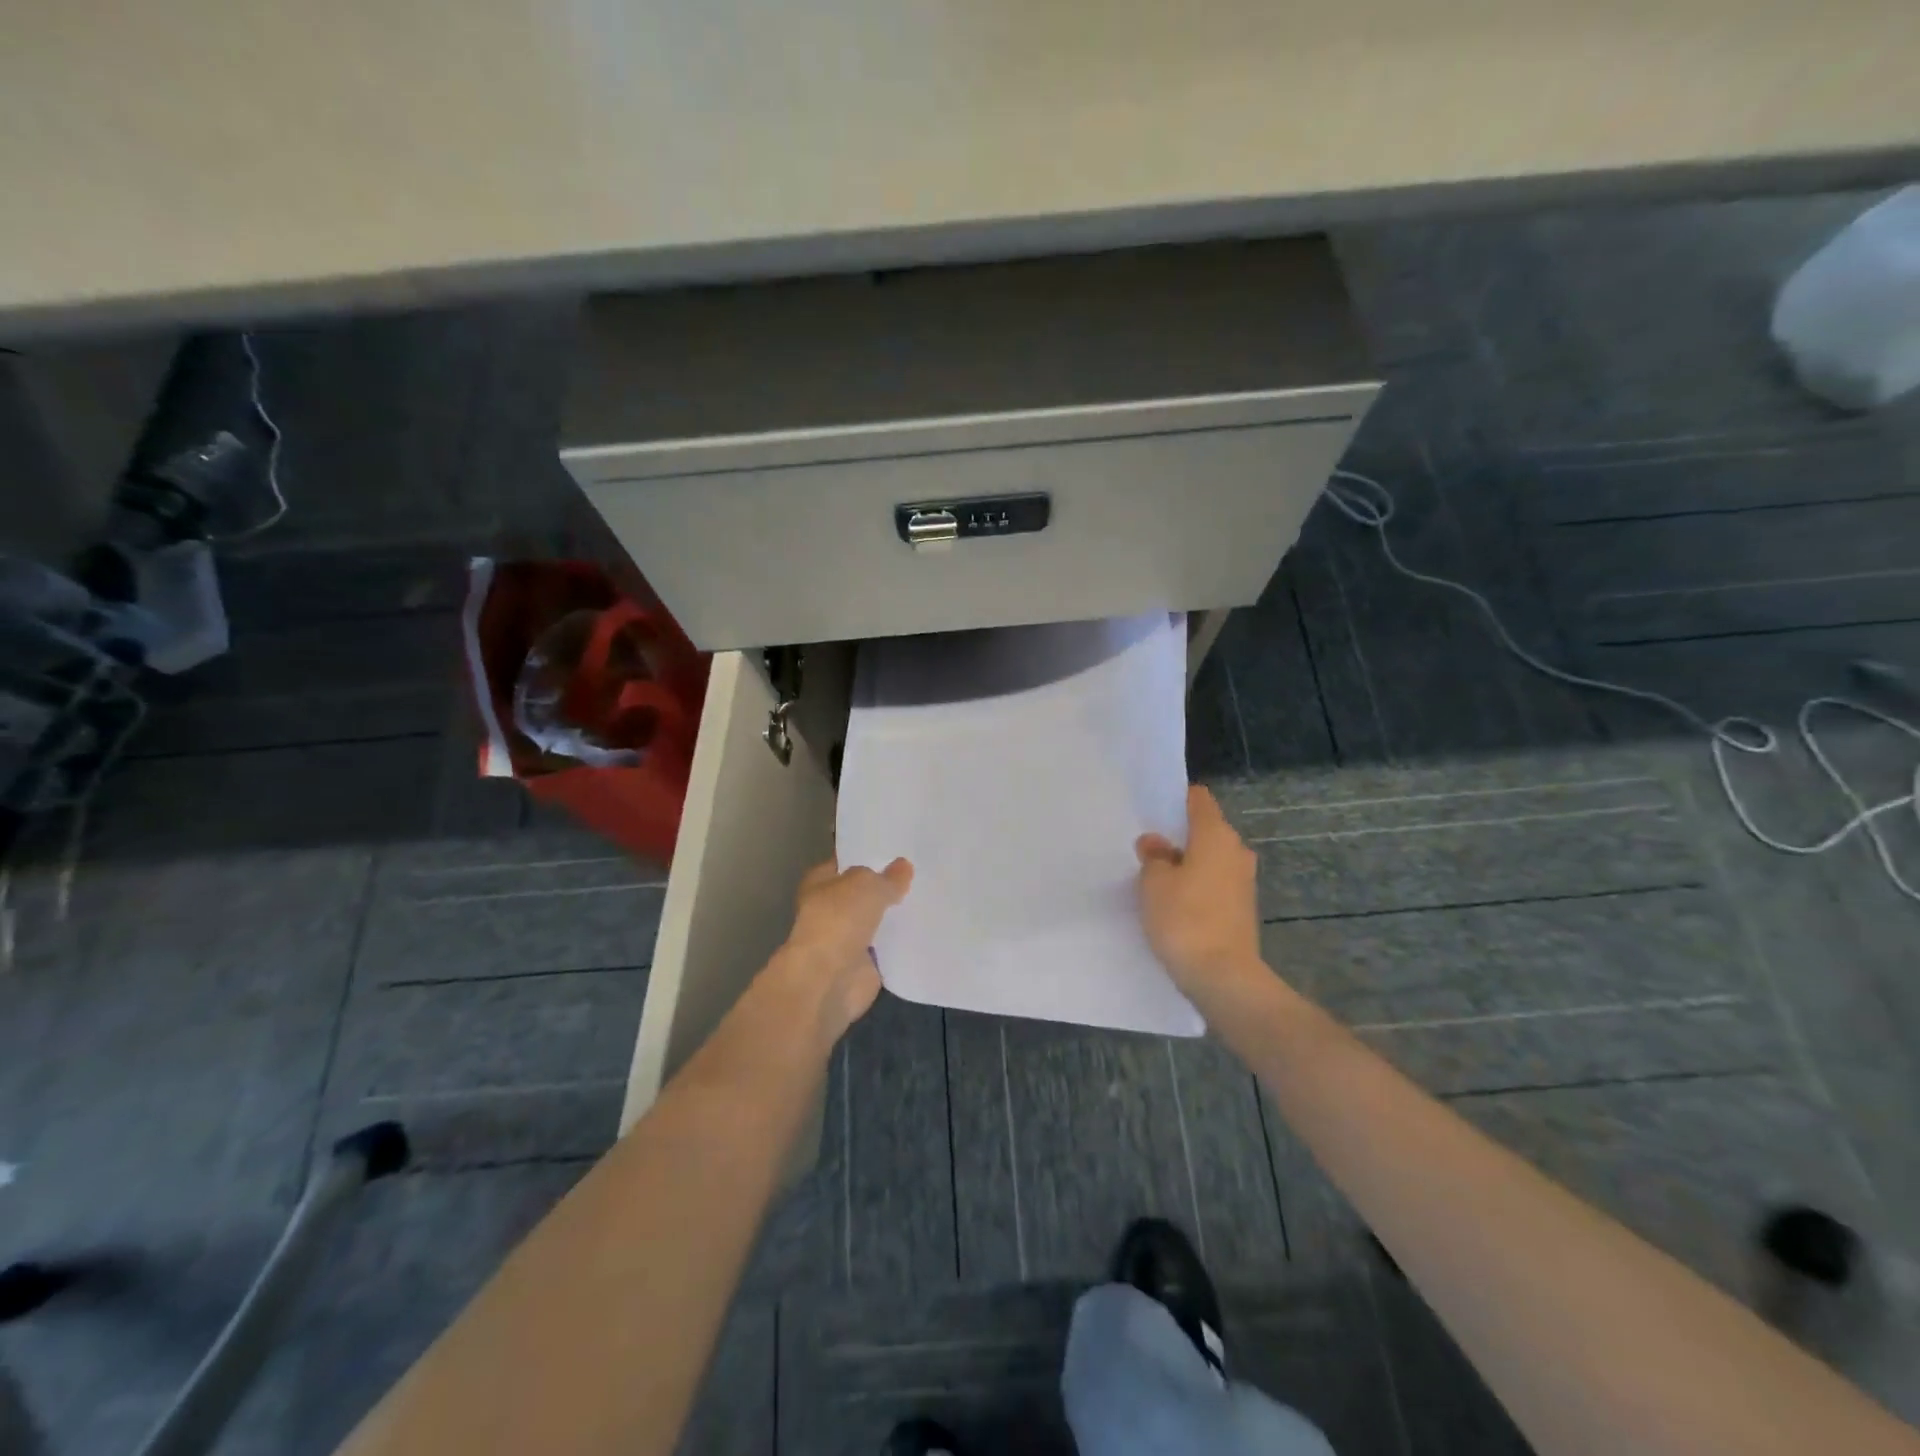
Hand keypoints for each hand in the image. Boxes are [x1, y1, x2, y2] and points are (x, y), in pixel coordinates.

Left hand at [779, 857, 913, 1038]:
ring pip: (876, 920)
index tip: (897, 849)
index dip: (867, 856)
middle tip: (920, 872)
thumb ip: (887, 877)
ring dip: (895, 915)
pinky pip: (887, 947)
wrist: (829, 979)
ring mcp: (846, 938)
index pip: (845, 862)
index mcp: (820, 882)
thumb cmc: (839, 920)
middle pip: (863, 892)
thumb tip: (903, 866)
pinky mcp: (864, 964)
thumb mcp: (868, 885)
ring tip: (930, 897)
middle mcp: (830, 909)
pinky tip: (926, 929)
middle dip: (886, 886)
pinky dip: (902, 942)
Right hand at [1136, 786, 1264, 1005]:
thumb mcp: (1154, 883)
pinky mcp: (1243, 908)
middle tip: (1146, 849)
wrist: (1224, 977)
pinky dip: (1197, 886)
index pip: (1198, 799)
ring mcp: (1244, 881)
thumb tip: (1156, 843)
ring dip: (1187, 864)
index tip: (1152, 811)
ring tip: (1156, 879)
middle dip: (1179, 836)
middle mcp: (1236, 851)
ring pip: (1210, 859)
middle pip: (1205, 830)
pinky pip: (1215, 884)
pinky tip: (1175, 903)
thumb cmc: (1185, 918)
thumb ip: (1153, 857)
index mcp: (1216, 834)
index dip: (1175, 800)